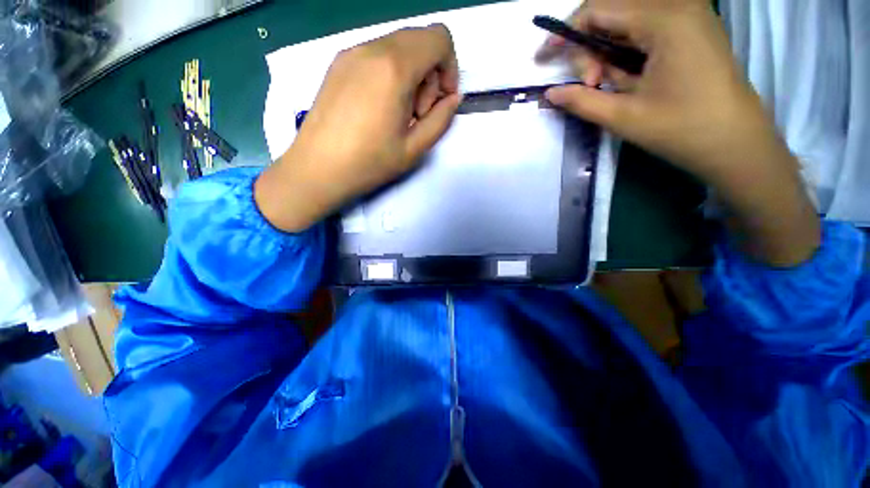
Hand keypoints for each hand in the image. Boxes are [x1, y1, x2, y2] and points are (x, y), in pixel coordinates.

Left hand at [255, 25, 461, 231]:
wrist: (317, 169)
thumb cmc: (369, 163)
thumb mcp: (415, 148)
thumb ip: (441, 120)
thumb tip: (453, 99)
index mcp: (394, 68)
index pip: (439, 38)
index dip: (450, 68)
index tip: (441, 100)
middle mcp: (371, 49)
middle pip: (419, 39)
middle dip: (430, 73)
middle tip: (418, 112)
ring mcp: (351, 53)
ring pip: (398, 46)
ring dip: (410, 75)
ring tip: (398, 113)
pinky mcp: (338, 63)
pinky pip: (377, 55)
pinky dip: (391, 74)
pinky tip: (380, 107)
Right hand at [538, 2, 819, 265]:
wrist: (736, 143)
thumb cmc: (682, 130)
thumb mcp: (623, 117)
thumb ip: (581, 101)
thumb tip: (550, 93)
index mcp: (665, 20)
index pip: (598, 10)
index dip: (564, 32)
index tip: (542, 57)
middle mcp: (678, 6)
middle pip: (611, 12)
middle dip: (588, 47)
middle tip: (590, 85)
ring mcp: (688, 15)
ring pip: (625, 21)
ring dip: (604, 51)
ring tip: (605, 85)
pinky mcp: (690, 29)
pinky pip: (643, 30)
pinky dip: (623, 51)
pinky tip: (623, 76)